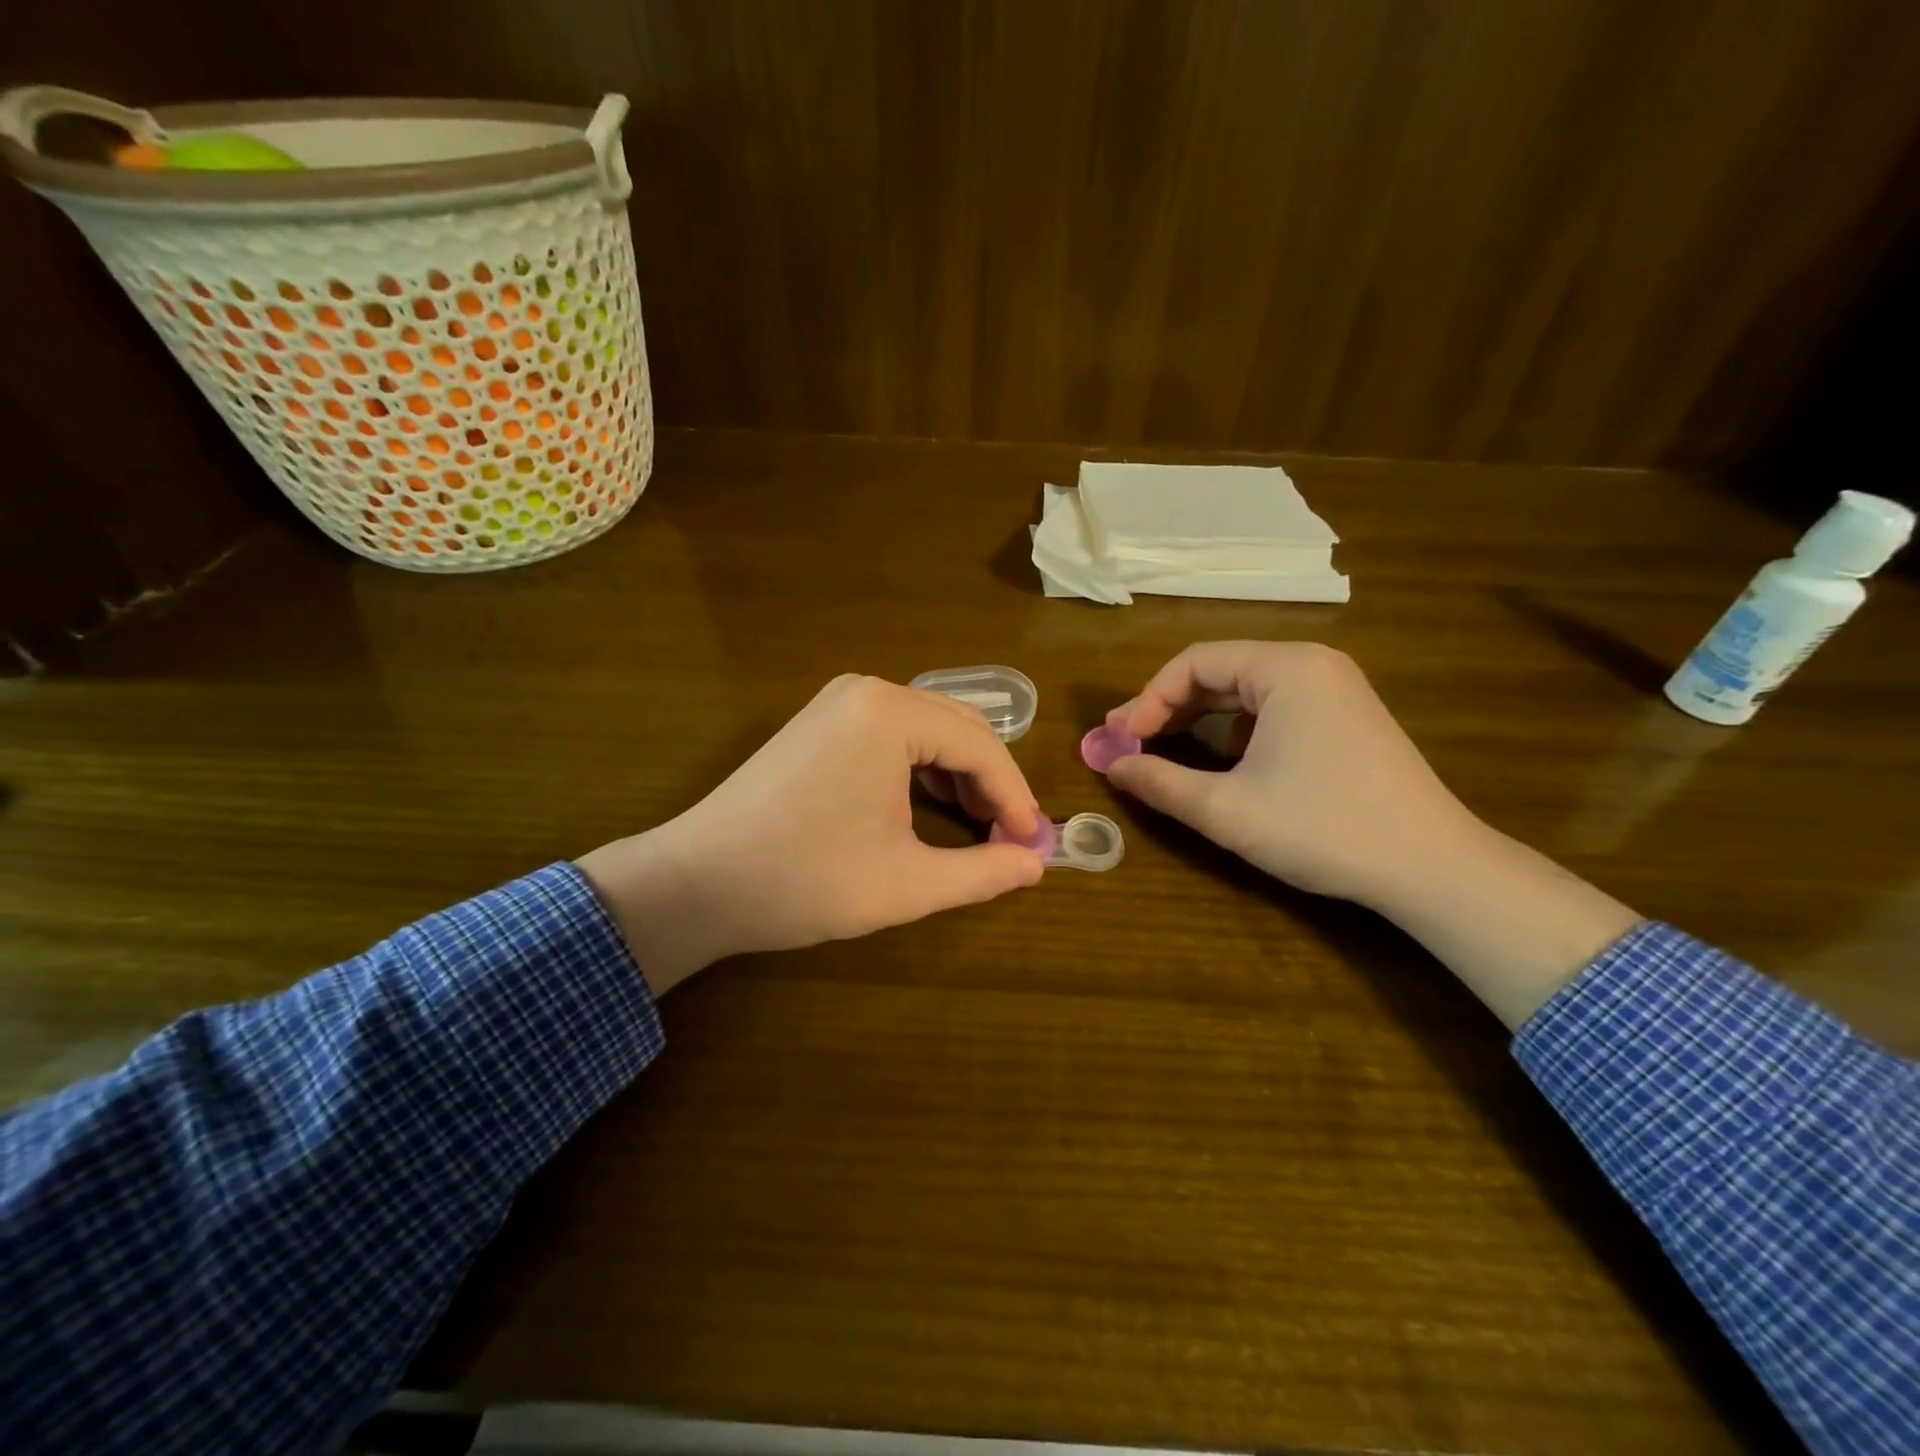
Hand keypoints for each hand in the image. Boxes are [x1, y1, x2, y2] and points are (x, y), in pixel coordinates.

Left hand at [577, 675, 1046, 995]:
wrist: (697, 883)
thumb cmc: (806, 880)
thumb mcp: (907, 884)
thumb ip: (982, 872)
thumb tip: (1037, 864)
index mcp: (891, 713)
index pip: (982, 745)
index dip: (1015, 797)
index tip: (1031, 844)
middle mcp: (867, 691)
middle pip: (958, 727)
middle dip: (989, 782)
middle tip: (1007, 837)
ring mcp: (837, 703)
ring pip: (926, 729)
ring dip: (958, 774)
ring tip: (974, 826)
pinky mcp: (819, 723)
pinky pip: (891, 735)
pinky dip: (920, 768)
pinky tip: (928, 806)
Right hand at [1104, 641, 1473, 907]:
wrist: (1431, 868)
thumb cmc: (1323, 828)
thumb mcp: (1226, 809)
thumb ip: (1159, 782)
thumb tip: (1111, 765)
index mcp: (1287, 667)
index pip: (1194, 663)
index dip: (1147, 699)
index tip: (1118, 739)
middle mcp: (1313, 665)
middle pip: (1219, 670)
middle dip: (1168, 706)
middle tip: (1128, 742)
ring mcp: (1335, 690)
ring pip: (1245, 690)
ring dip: (1198, 716)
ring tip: (1162, 746)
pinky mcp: (1346, 718)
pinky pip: (1273, 707)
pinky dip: (1234, 727)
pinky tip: (1220, 757)